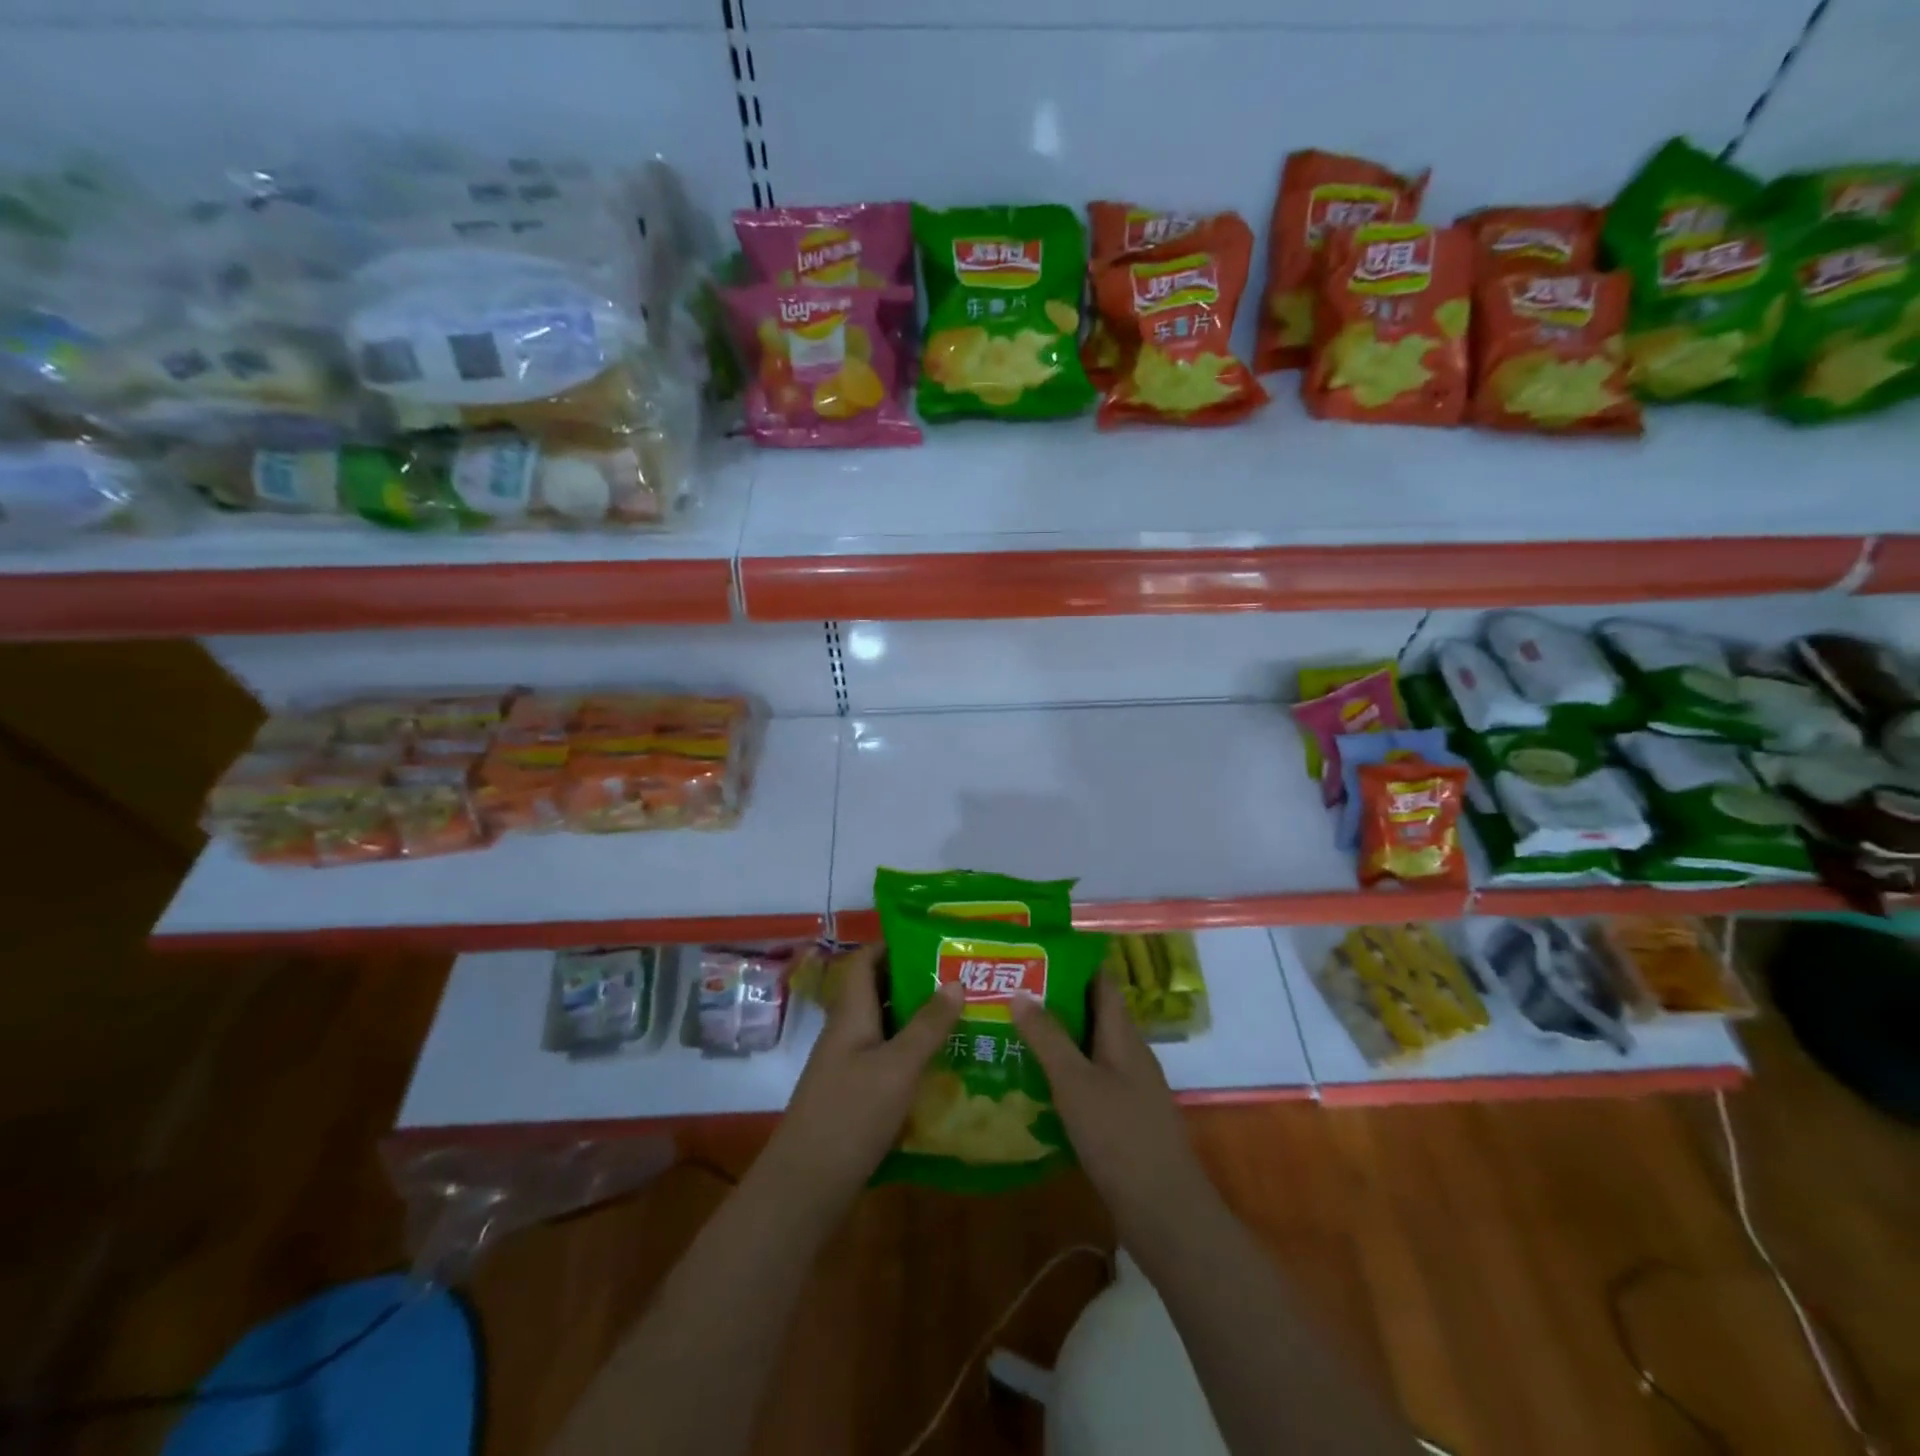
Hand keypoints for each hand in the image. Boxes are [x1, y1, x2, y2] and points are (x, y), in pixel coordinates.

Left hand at [763, 945, 964, 1207]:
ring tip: (961, 1015)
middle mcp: (846, 1031)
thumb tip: (955, 981)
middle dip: (915, 982)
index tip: (934, 943)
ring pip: (884, 1027)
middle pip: (878, 992)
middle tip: (959, 979)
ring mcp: (848, 1064)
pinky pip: (885, 1058)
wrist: (806, 1184)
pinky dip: (911, 1053)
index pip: (865, 961)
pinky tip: (942, 1063)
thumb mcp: (898, 1066)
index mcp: (851, 1013)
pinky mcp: (854, 1094)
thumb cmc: (852, 1114)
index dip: (893, 945)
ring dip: (916, 1019)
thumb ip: (928, 1025)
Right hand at [1011, 972, 1215, 1238]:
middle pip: (1092, 1013)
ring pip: (1089, 1049)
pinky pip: (1089, 1081)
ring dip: (1056, 1039)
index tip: (1034, 953)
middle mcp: (1129, 1054)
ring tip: (1010, 1032)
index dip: (1072, 962)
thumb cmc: (1119, 1136)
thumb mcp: (1075, 1082)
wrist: (1164, 1212)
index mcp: (1123, 1035)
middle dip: (1055, 1000)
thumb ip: (1048, 1037)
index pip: (1101, 981)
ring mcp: (1129, 1088)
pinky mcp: (1123, 1119)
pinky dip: (1063, 1074)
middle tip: (1009, 992)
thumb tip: (1021, 991)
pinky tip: (1033, 1084)